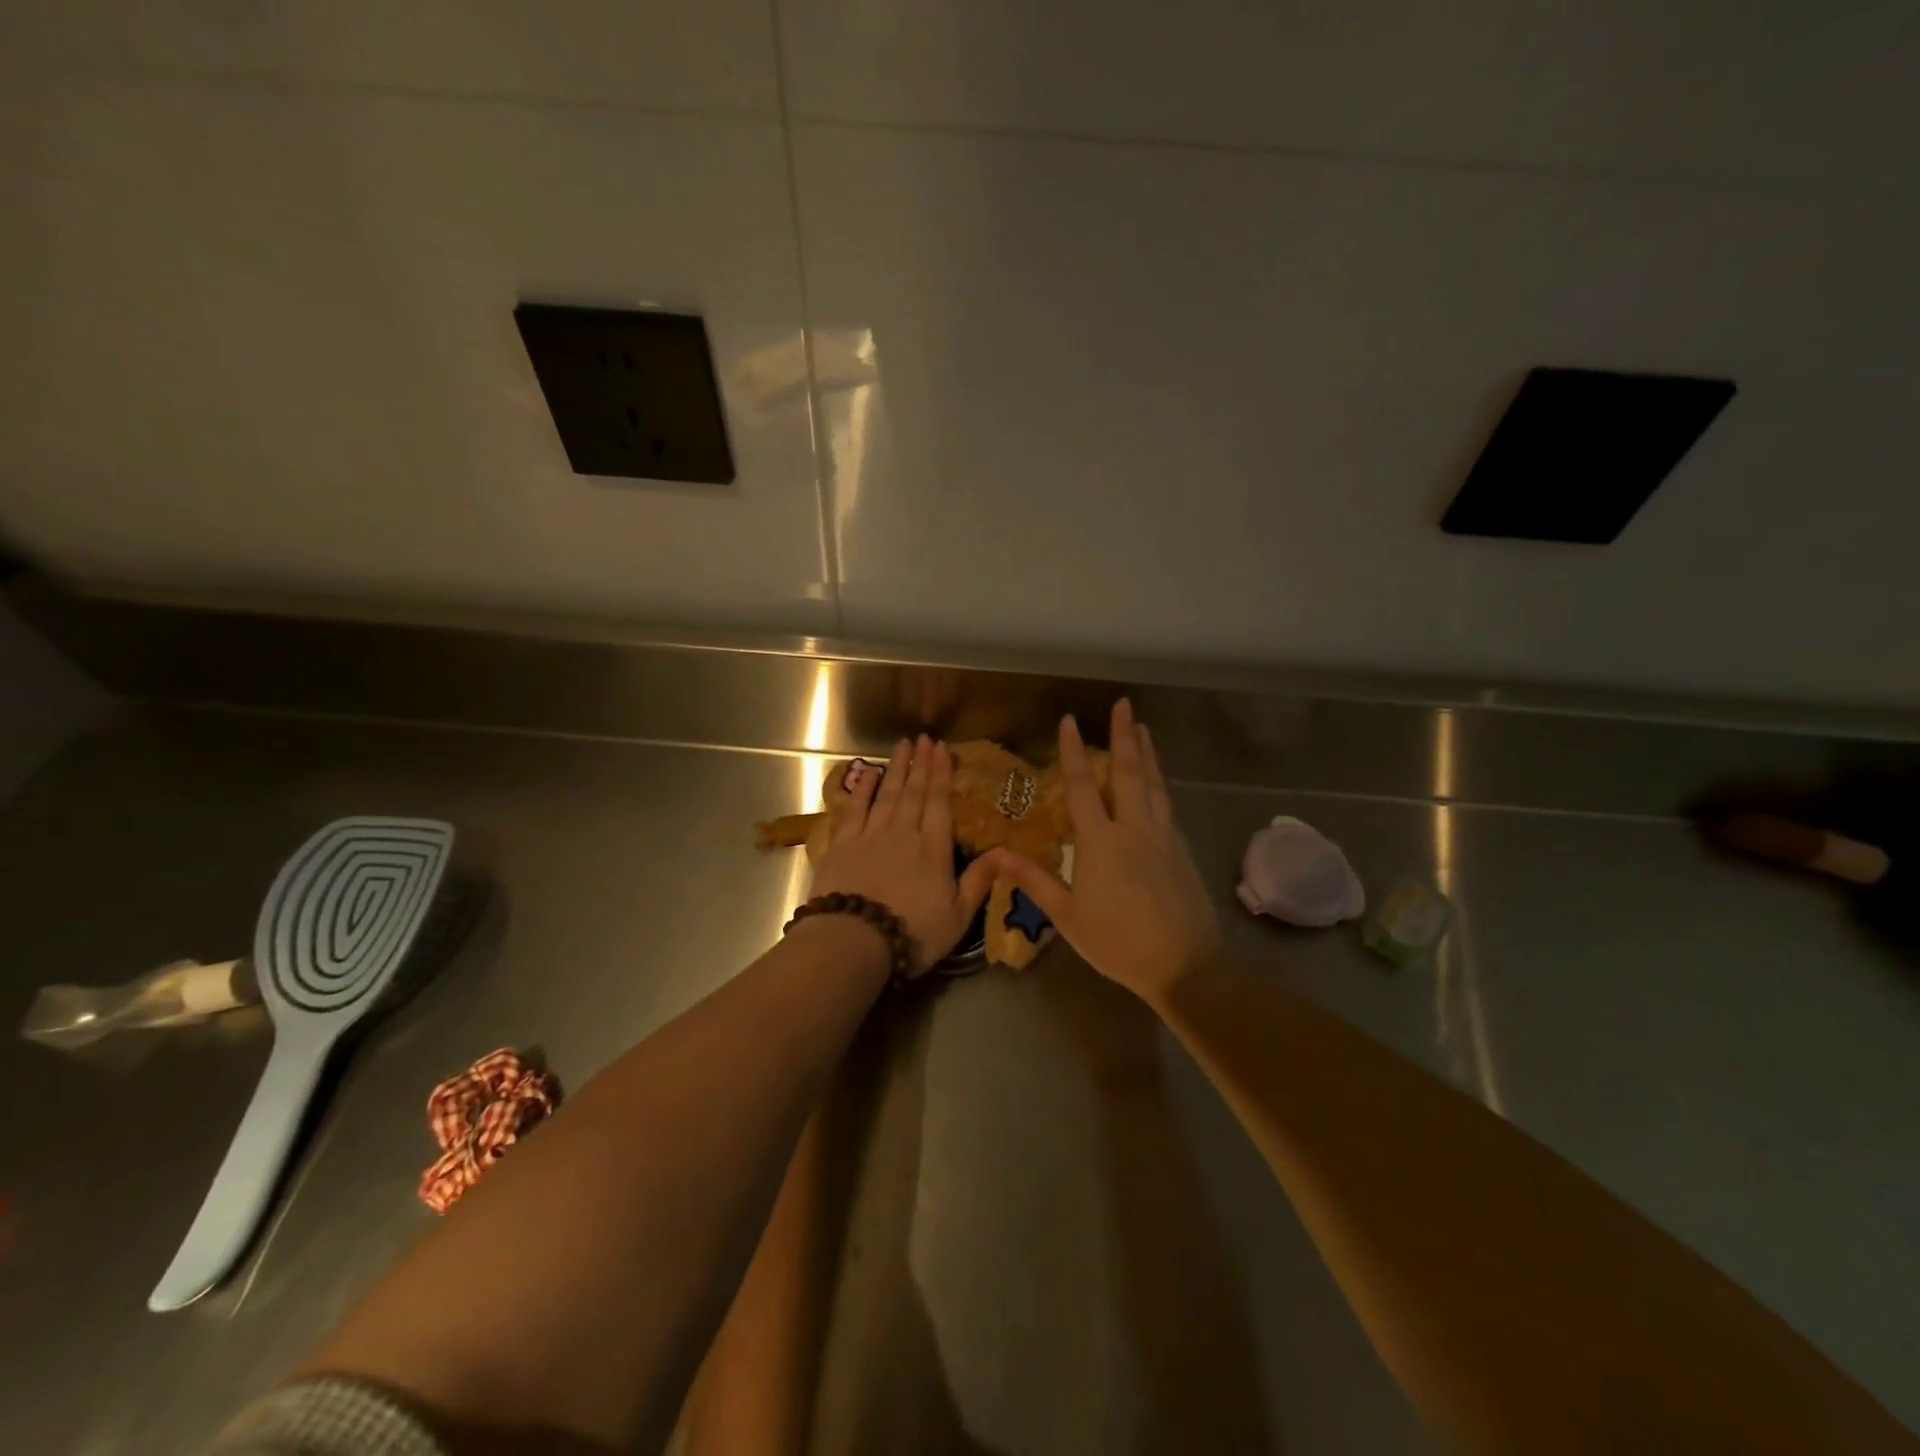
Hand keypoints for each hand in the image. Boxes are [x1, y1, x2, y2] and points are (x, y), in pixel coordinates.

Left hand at [810, 735, 997, 976]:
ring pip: (887, 794)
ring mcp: (870, 835)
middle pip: (914, 792)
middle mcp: (904, 833)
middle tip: (924, 738)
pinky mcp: (842, 844)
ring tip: (902, 746)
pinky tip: (867, 773)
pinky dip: (862, 789)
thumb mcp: (958, 916)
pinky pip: (855, 808)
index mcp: (934, 849)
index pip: (939, 803)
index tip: (942, 748)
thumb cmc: (912, 932)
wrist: (854, 939)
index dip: (942, 774)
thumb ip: (980, 880)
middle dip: (921, 764)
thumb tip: (1005, 851)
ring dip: (896, 768)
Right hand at [983, 701, 1221, 1006]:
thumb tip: (996, 854)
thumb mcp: (1067, 915)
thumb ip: (1033, 879)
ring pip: (1153, 784)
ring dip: (1147, 753)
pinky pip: (1166, 804)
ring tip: (1144, 728)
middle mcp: (1133, 827)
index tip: (1069, 720)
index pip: (1083, 785)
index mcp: (1101, 840)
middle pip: (1128, 772)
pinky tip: (1157, 780)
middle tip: (1124, 704)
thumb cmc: (1117, 940)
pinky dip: (1159, 782)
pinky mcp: (1180, 849)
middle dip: (1124, 735)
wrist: (1185, 963)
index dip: (1074, 751)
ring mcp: (1162, 836)